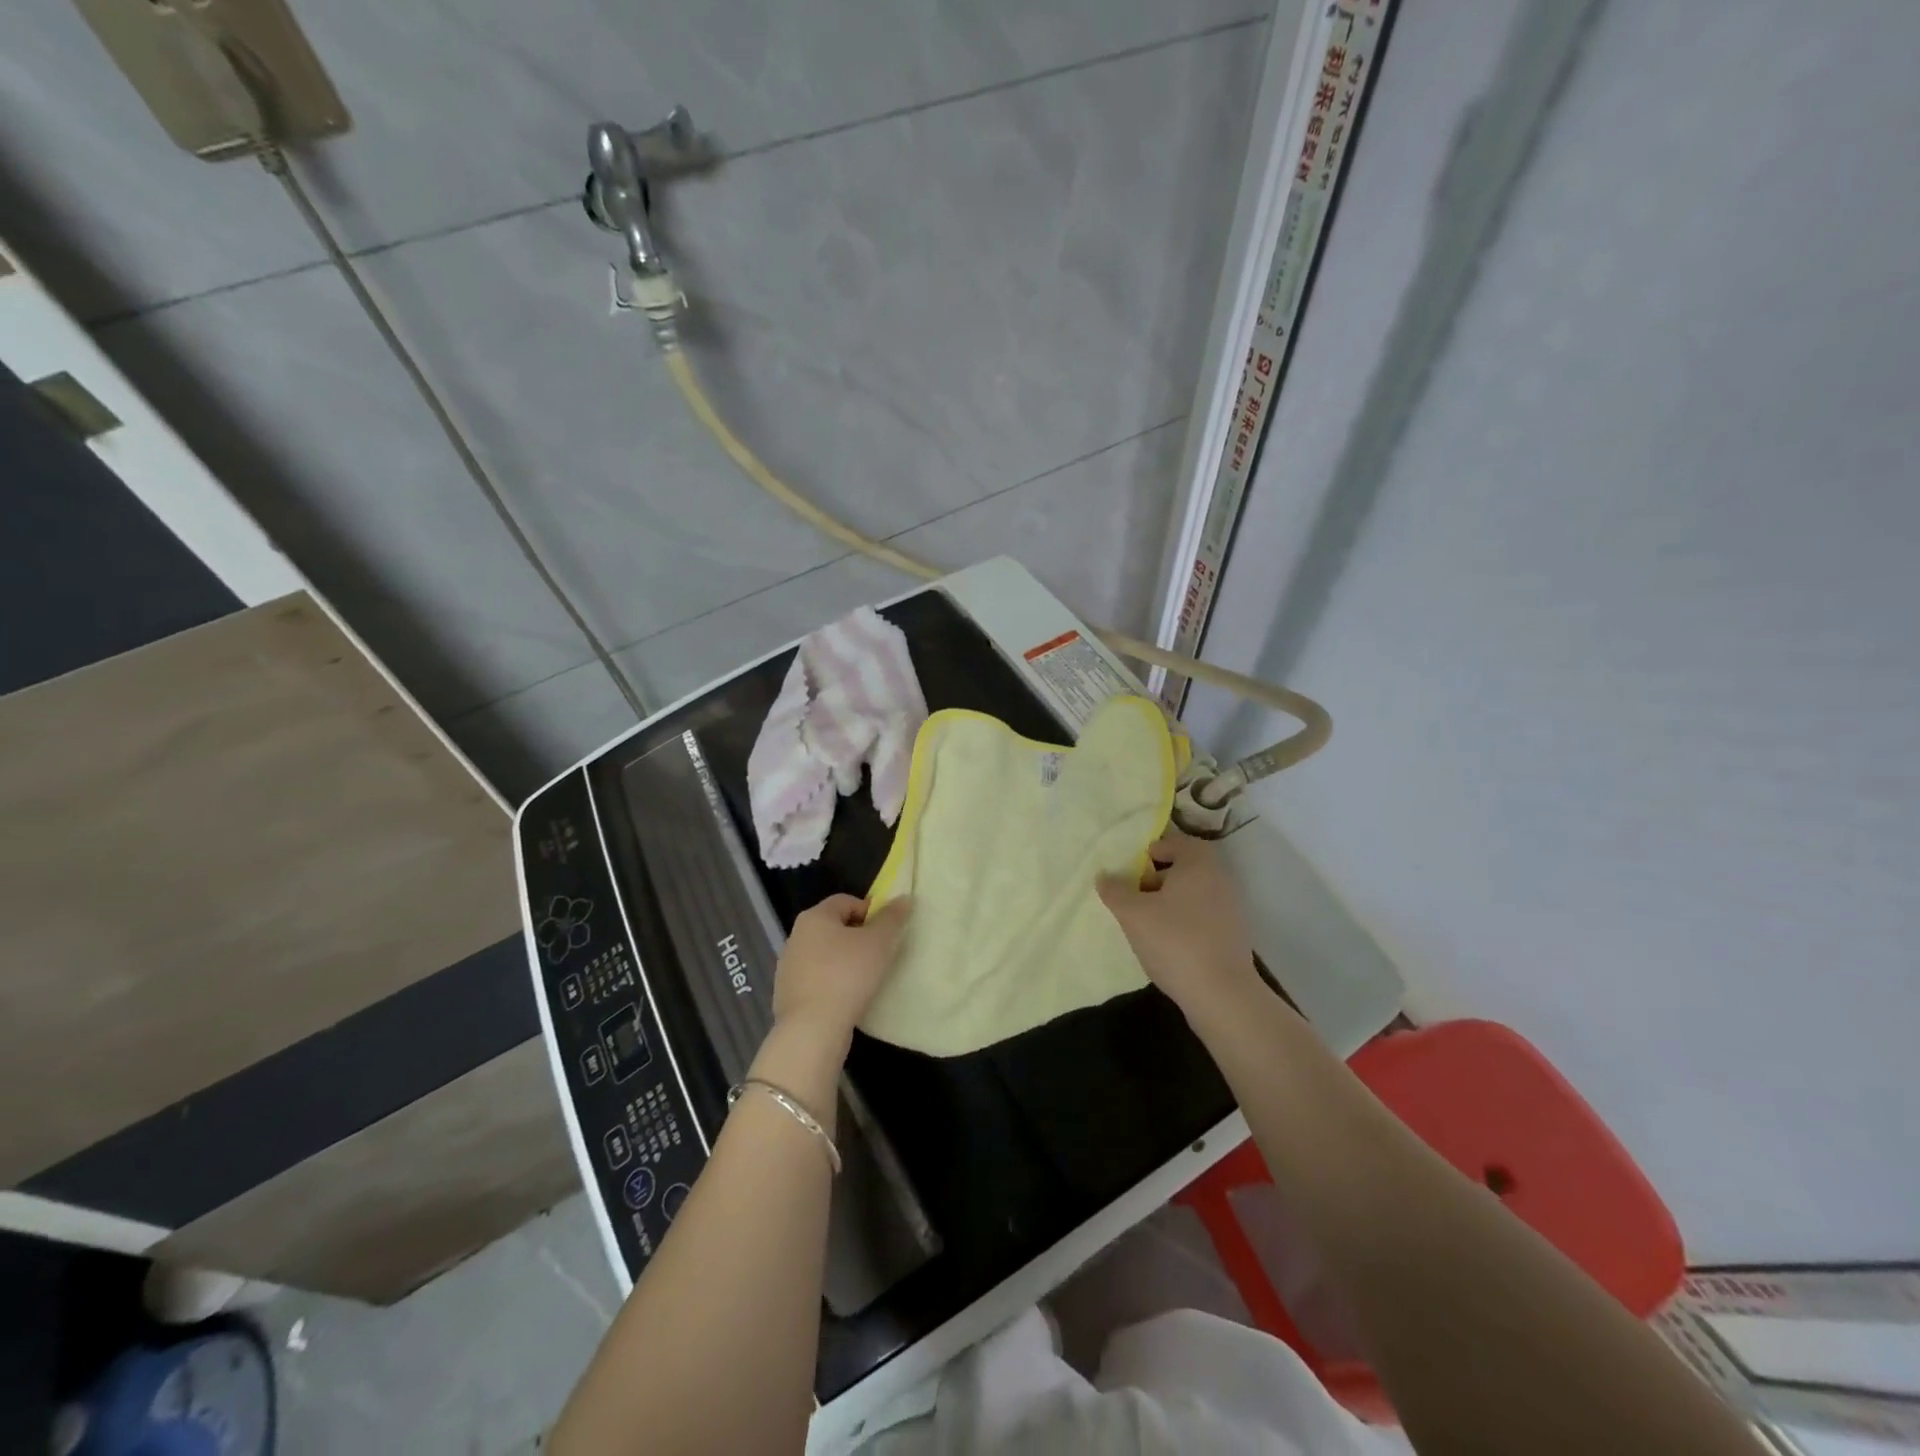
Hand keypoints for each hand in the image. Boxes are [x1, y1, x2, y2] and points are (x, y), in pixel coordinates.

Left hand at [771, 893, 912, 1048]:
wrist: (812, 1029)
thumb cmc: (848, 975)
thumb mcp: (879, 942)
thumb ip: (892, 917)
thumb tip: (903, 898)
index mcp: (814, 917)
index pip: (846, 901)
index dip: (870, 911)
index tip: (886, 932)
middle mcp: (796, 936)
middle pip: (834, 927)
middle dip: (857, 937)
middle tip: (879, 954)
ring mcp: (788, 967)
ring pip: (824, 955)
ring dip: (844, 961)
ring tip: (866, 979)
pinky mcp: (787, 994)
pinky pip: (817, 979)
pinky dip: (832, 983)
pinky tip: (847, 998)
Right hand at [1098, 831, 1259, 1019]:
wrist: (1221, 994)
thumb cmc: (1174, 941)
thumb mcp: (1133, 914)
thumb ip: (1115, 890)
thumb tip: (1104, 876)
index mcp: (1198, 863)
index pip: (1176, 841)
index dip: (1151, 850)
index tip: (1131, 868)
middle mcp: (1219, 878)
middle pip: (1185, 867)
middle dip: (1157, 877)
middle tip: (1133, 893)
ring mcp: (1230, 908)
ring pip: (1193, 893)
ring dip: (1169, 901)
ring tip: (1145, 921)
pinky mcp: (1232, 935)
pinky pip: (1202, 915)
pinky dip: (1184, 920)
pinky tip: (1166, 942)